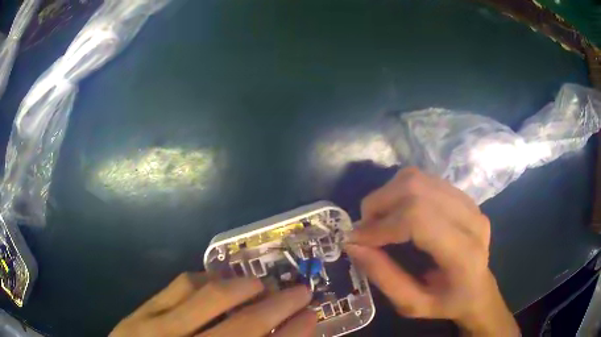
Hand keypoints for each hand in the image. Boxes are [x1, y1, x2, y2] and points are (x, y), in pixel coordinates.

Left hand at [110, 273, 314, 336]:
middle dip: (280, 305)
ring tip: (260, 283)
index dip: (294, 332)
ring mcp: (159, 329)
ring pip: (210, 297)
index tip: (312, 314)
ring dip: (243, 286)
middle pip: (245, 325)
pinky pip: (177, 286)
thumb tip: (281, 336)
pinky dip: (204, 279)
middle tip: (301, 290)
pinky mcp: (139, 314)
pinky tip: (216, 281)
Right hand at [345, 168, 518, 335]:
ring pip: (419, 178)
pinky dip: (402, 191)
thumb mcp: (412, 305)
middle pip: (417, 189)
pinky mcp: (464, 197)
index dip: (382, 225)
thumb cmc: (447, 304)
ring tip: (379, 219)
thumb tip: (353, 245)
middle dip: (380, 204)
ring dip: (389, 194)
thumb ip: (383, 277)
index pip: (418, 218)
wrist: (479, 290)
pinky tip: (398, 212)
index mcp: (463, 253)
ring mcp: (470, 203)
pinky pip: (426, 180)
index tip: (356, 239)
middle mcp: (471, 220)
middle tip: (364, 228)